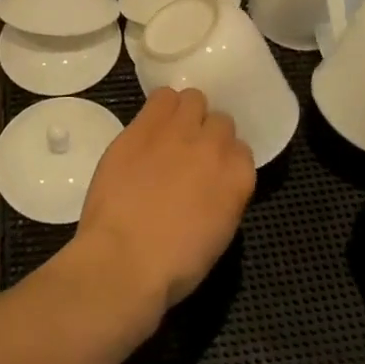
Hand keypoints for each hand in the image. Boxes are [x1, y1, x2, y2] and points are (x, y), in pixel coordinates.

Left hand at [74, 88, 255, 320]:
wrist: (124, 259)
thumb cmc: (173, 265)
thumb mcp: (217, 235)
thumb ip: (222, 198)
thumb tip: (210, 184)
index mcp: (238, 179)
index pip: (241, 149)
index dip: (224, 160)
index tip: (209, 173)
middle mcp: (214, 147)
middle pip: (219, 120)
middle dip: (206, 134)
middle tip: (187, 153)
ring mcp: (178, 132)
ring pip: (192, 99)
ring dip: (184, 113)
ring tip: (168, 133)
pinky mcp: (143, 126)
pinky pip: (160, 98)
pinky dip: (158, 109)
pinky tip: (148, 127)